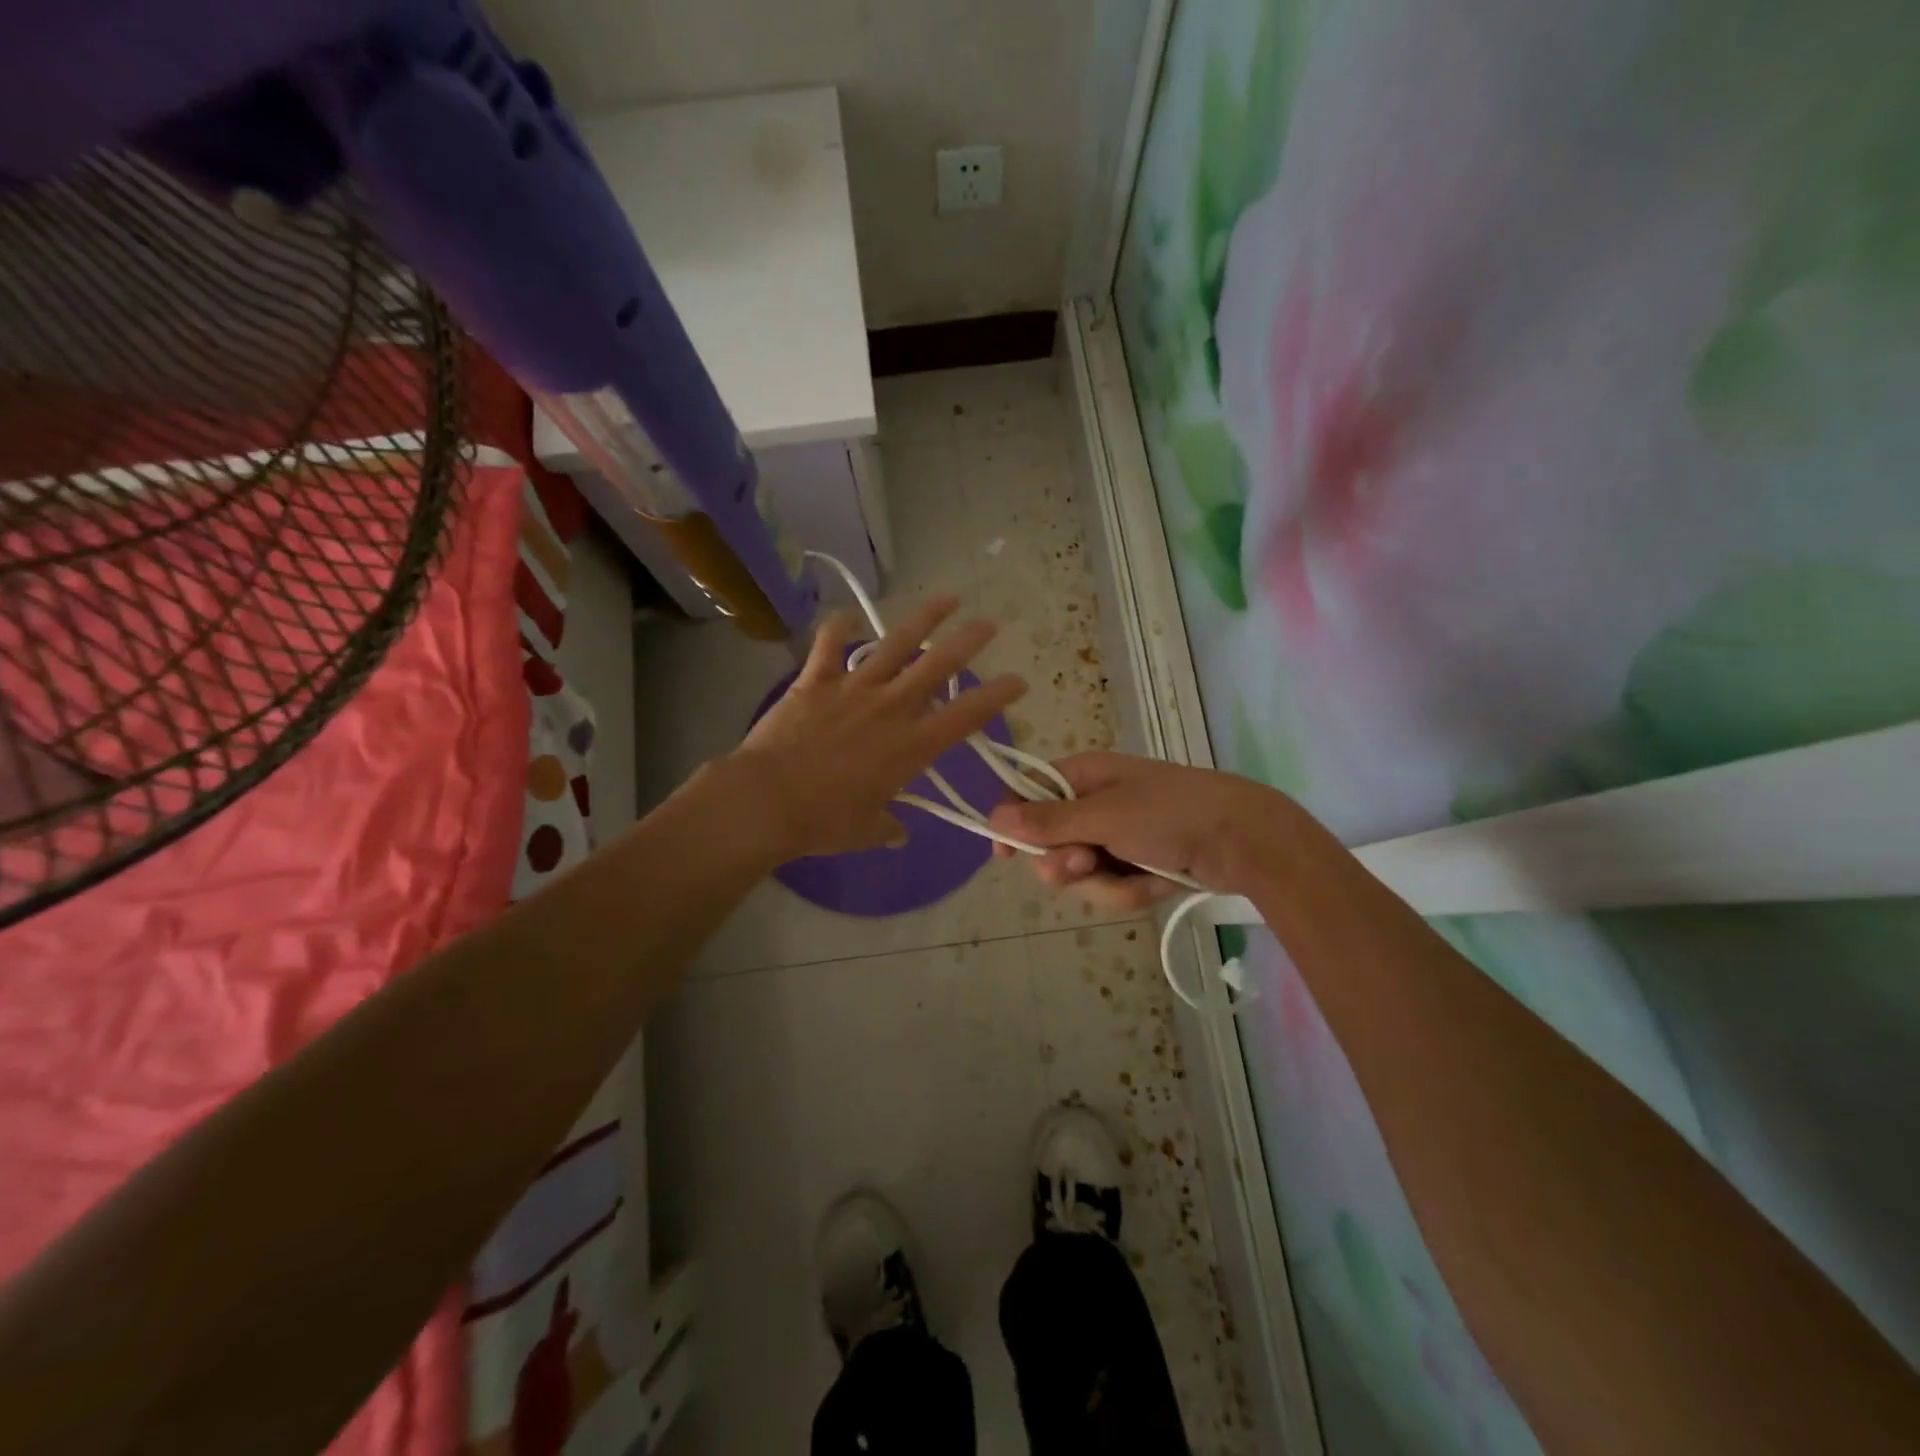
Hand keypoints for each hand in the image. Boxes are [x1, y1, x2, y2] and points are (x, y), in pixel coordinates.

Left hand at [725, 597, 1025, 860]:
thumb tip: (897, 833)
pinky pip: (830, 645)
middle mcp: (891, 708)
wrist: (765, 801)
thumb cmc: (823, 822)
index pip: (966, 715)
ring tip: (947, 597)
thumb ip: (887, 827)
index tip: (1018, 681)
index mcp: (911, 746)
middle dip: (969, 641)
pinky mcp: (816, 681)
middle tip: (989, 623)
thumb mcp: (865, 831)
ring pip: (895, 644)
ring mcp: (853, 688)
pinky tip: (849, 615)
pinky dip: (839, 627)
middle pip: (938, 665)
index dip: (997, 696)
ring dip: (924, 619)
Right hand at [987, 752, 1304, 909]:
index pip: (1029, 793)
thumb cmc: (1170, 813)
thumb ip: (1049, 821)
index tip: (1004, 856)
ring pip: (1082, 873)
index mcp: (1084, 776)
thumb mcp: (1105, 816)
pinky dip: (1131, 891)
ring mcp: (1118, 836)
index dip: (1013, 822)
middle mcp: (1095, 804)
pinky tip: (1156, 886)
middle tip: (1083, 865)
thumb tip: (994, 817)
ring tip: (1136, 878)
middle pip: (1051, 842)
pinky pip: (1112, 886)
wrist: (1244, 840)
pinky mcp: (1138, 864)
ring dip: (1105, 884)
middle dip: (1066, 864)